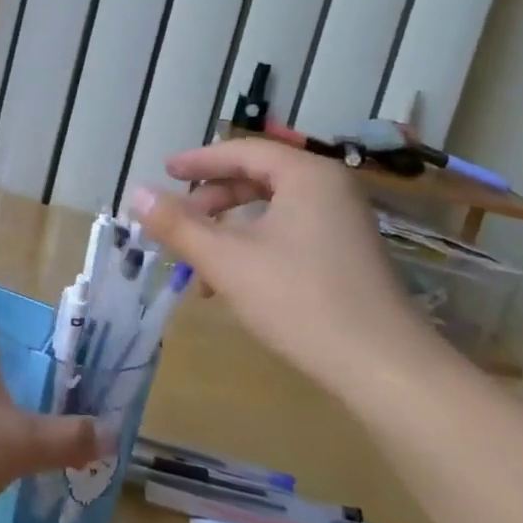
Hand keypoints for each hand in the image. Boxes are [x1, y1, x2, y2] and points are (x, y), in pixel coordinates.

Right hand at [127, 139, 453, 402]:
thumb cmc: (300, 301)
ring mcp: (344, 224)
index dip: (199, 161)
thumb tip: (136, 194)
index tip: (165, 172)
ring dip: (228, 231)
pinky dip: (254, 248)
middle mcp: (330, 190)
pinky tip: (232, 284)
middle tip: (177, 218)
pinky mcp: (348, 256)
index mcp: (307, 176)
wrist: (385, 370)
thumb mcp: (226, 261)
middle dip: (211, 201)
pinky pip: (289, 233)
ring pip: (271, 211)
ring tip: (197, 264)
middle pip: (257, 179)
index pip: (243, 152)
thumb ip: (177, 225)